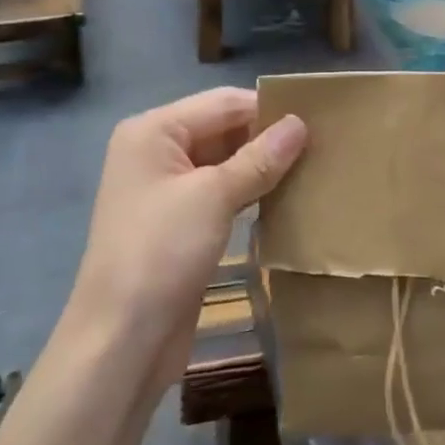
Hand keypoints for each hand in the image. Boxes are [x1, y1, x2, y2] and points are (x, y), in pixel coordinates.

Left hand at [72, 88, 306, 390]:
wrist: (121, 341)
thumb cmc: (161, 253)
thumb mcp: (214, 196)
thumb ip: (260, 157)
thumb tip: (300, 124)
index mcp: (154, 131)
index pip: (223, 103)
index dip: (268, 108)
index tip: (319, 118)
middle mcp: (156, 152)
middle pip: (223, 129)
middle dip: (268, 137)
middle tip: (323, 144)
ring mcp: (167, 190)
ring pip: (225, 162)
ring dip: (263, 165)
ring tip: (314, 166)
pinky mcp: (180, 223)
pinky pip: (222, 193)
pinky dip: (251, 191)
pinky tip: (287, 196)